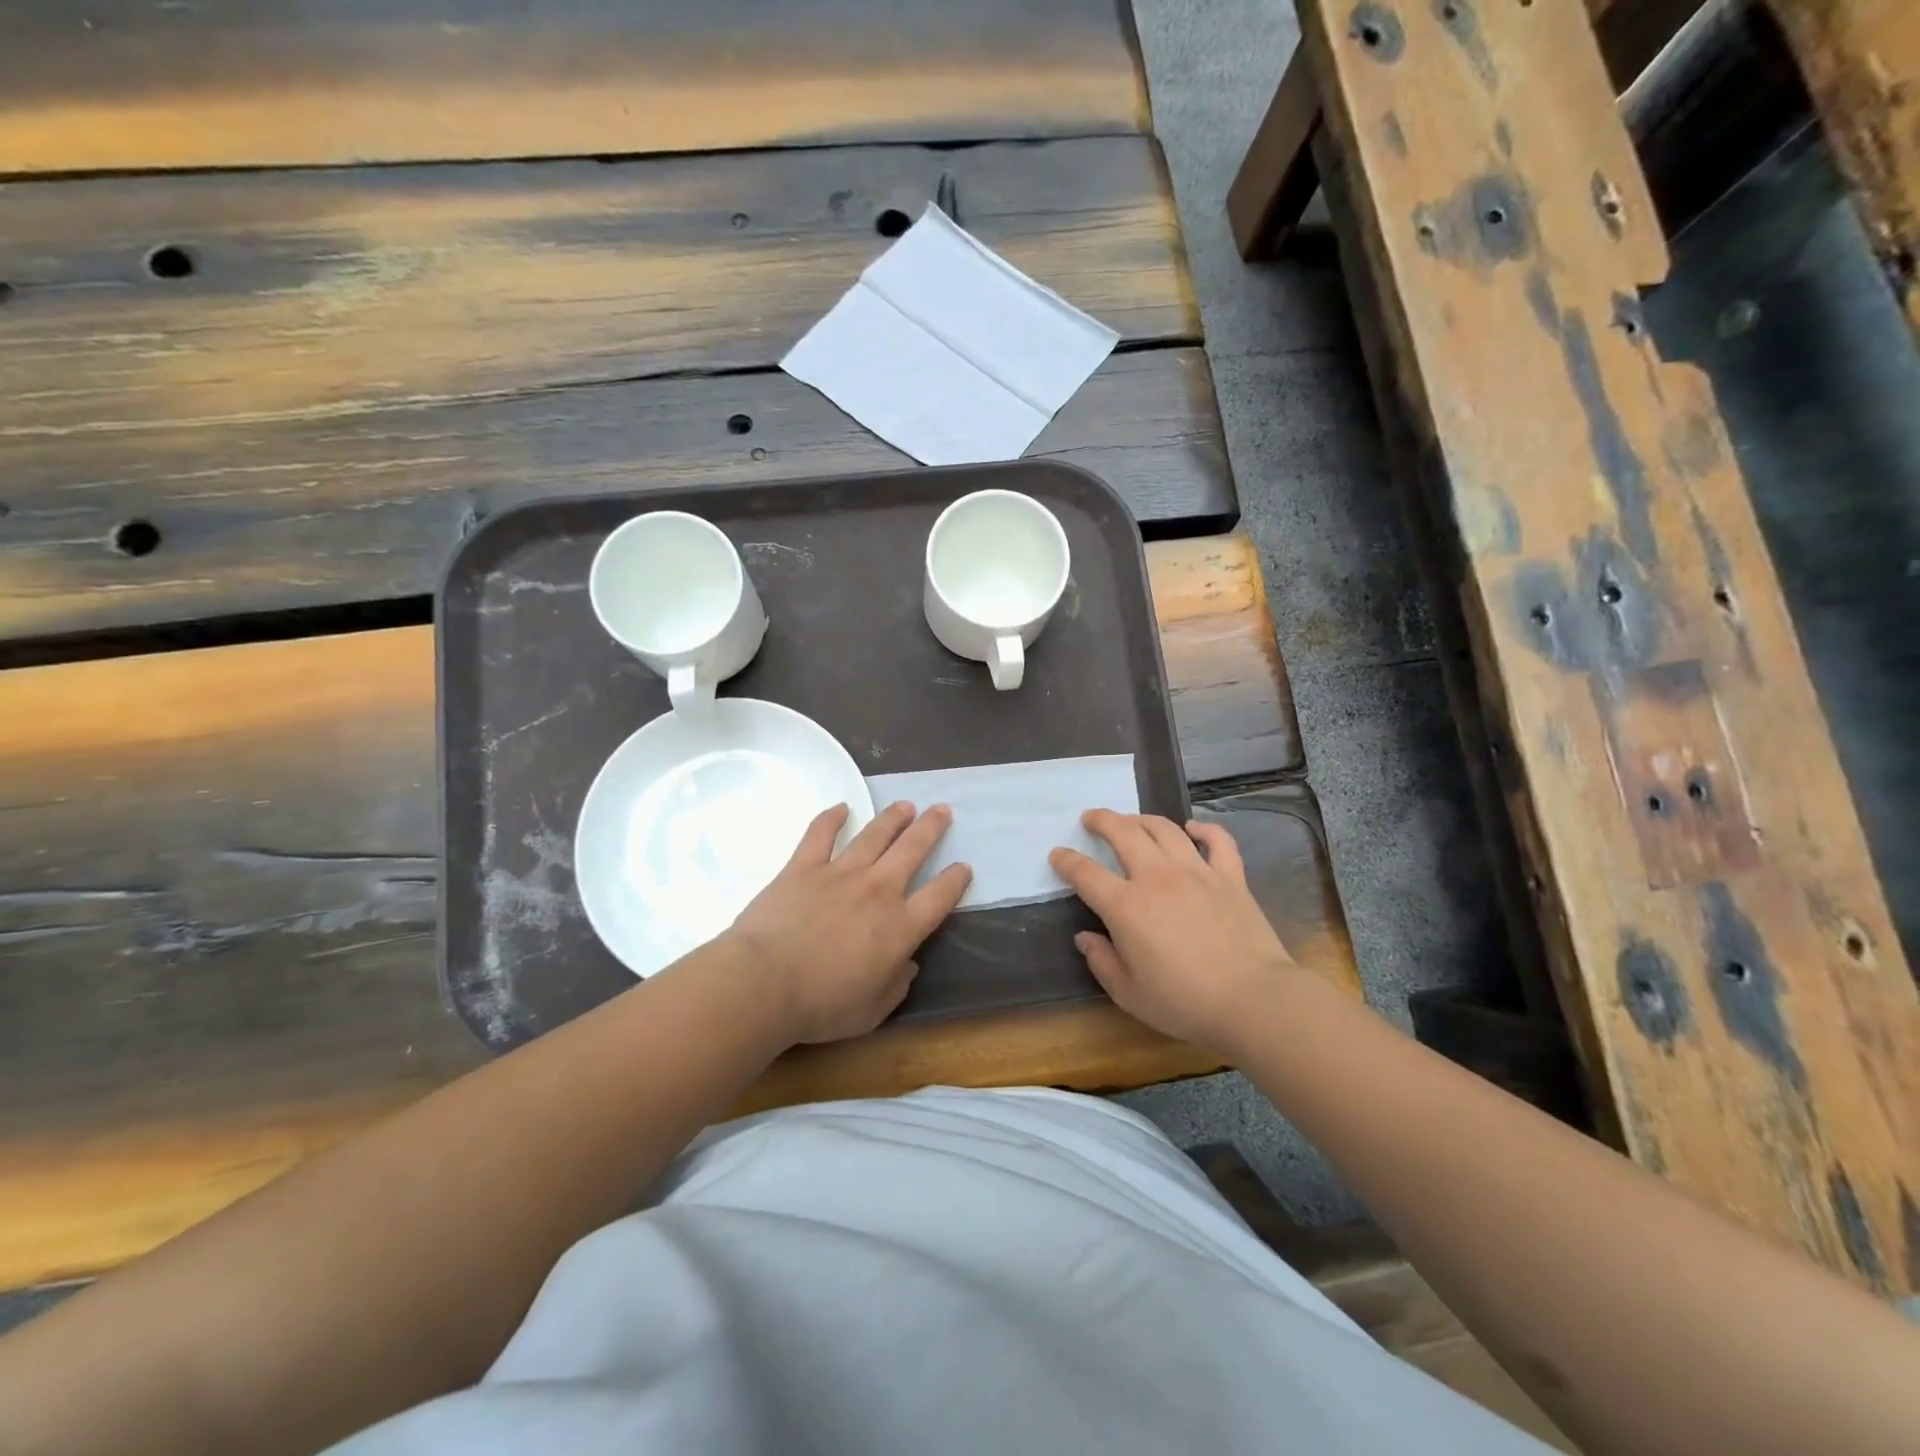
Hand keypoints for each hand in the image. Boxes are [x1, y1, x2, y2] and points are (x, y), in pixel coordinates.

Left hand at [728, 801, 971, 1044]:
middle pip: (912, 849)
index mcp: (900, 927)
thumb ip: (897, 984)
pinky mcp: (804, 866)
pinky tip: (842, 807)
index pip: (939, 896)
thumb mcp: (873, 1010)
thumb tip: (908, 963)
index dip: (955, 879)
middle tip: (942, 810)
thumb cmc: (821, 1005)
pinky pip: (821, 833)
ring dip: (893, 817)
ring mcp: (840, 873)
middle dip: (931, 827)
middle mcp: (878, 890)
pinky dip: (832, 818)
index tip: (963, 867)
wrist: (764, 983)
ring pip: (874, 835)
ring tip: (905, 805)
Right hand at [1050, 811, 1297, 1053]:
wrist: (1252, 999)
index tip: (1057, 854)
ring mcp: (1196, 871)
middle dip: (1102, 820)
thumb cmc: (1184, 1001)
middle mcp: (1157, 877)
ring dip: (1142, 819)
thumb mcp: (1129, 993)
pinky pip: (1217, 840)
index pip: (1085, 873)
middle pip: (1123, 833)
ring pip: (1164, 828)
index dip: (1066, 860)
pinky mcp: (1230, 877)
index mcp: (1125, 906)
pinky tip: (1193, 828)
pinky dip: (1203, 829)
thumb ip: (1101, 961)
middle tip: (1091, 818)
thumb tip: (1085, 937)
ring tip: (1132, 820)